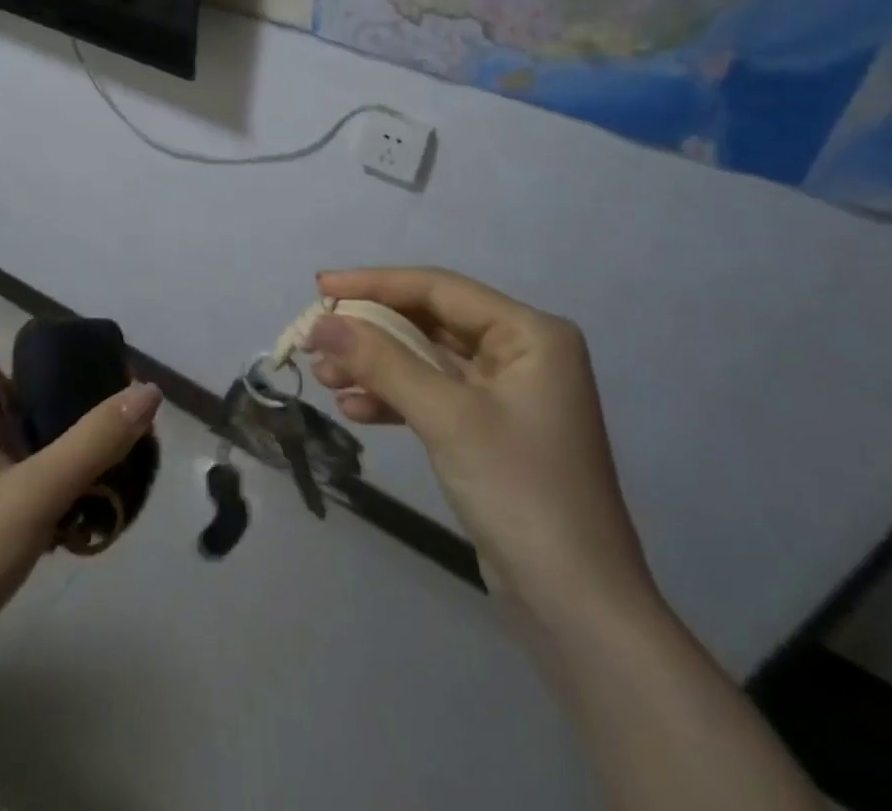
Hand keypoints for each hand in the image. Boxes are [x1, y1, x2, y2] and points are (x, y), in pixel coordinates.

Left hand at [0, 377, 162, 713]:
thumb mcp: (37, 488)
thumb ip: (95, 439)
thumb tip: (150, 390)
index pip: (38, 365)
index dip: (84, 368)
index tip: (132, 389)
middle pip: (50, 408)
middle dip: (95, 422)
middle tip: (144, 440)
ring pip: (50, 452)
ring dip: (89, 463)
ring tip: (133, 477)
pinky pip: (44, 491)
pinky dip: (73, 497)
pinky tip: (104, 516)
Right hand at [308, 268, 655, 631]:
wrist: (575, 607)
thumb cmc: (519, 492)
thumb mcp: (446, 417)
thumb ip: (381, 361)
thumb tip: (320, 322)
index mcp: (529, 334)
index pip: (439, 288)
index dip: (374, 283)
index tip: (320, 285)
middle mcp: (521, 352)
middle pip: (428, 321)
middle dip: (370, 331)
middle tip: (316, 338)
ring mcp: (504, 393)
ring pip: (423, 358)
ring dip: (373, 365)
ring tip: (324, 377)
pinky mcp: (487, 428)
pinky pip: (430, 394)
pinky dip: (392, 398)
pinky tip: (353, 410)